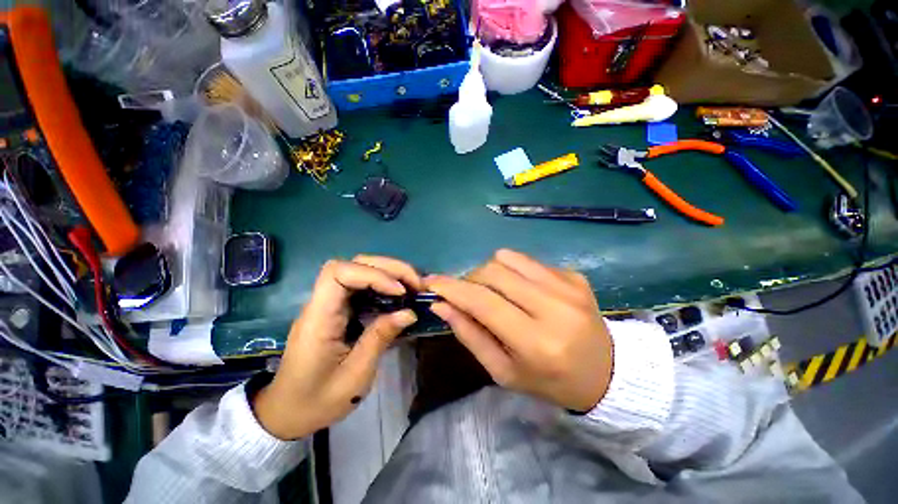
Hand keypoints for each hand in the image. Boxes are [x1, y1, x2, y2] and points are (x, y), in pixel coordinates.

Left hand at [252, 256, 421, 439]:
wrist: (289, 413)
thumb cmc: (317, 400)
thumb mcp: (355, 376)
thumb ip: (380, 338)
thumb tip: (409, 312)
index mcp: (319, 318)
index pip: (339, 273)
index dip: (373, 274)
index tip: (399, 292)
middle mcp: (322, 303)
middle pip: (353, 264)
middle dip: (388, 268)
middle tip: (416, 283)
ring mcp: (330, 304)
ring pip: (359, 270)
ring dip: (389, 273)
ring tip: (412, 286)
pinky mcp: (338, 310)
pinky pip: (362, 286)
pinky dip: (384, 284)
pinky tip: (399, 295)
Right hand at [425, 249, 612, 412]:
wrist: (605, 372)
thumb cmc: (549, 381)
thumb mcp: (503, 371)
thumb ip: (470, 335)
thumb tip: (442, 305)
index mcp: (536, 342)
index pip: (482, 302)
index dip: (452, 288)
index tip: (430, 281)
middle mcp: (554, 307)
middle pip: (492, 272)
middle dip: (470, 279)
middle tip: (470, 295)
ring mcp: (567, 285)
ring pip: (507, 257)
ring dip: (491, 272)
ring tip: (498, 292)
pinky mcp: (574, 275)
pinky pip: (527, 260)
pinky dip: (514, 271)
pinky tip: (524, 290)